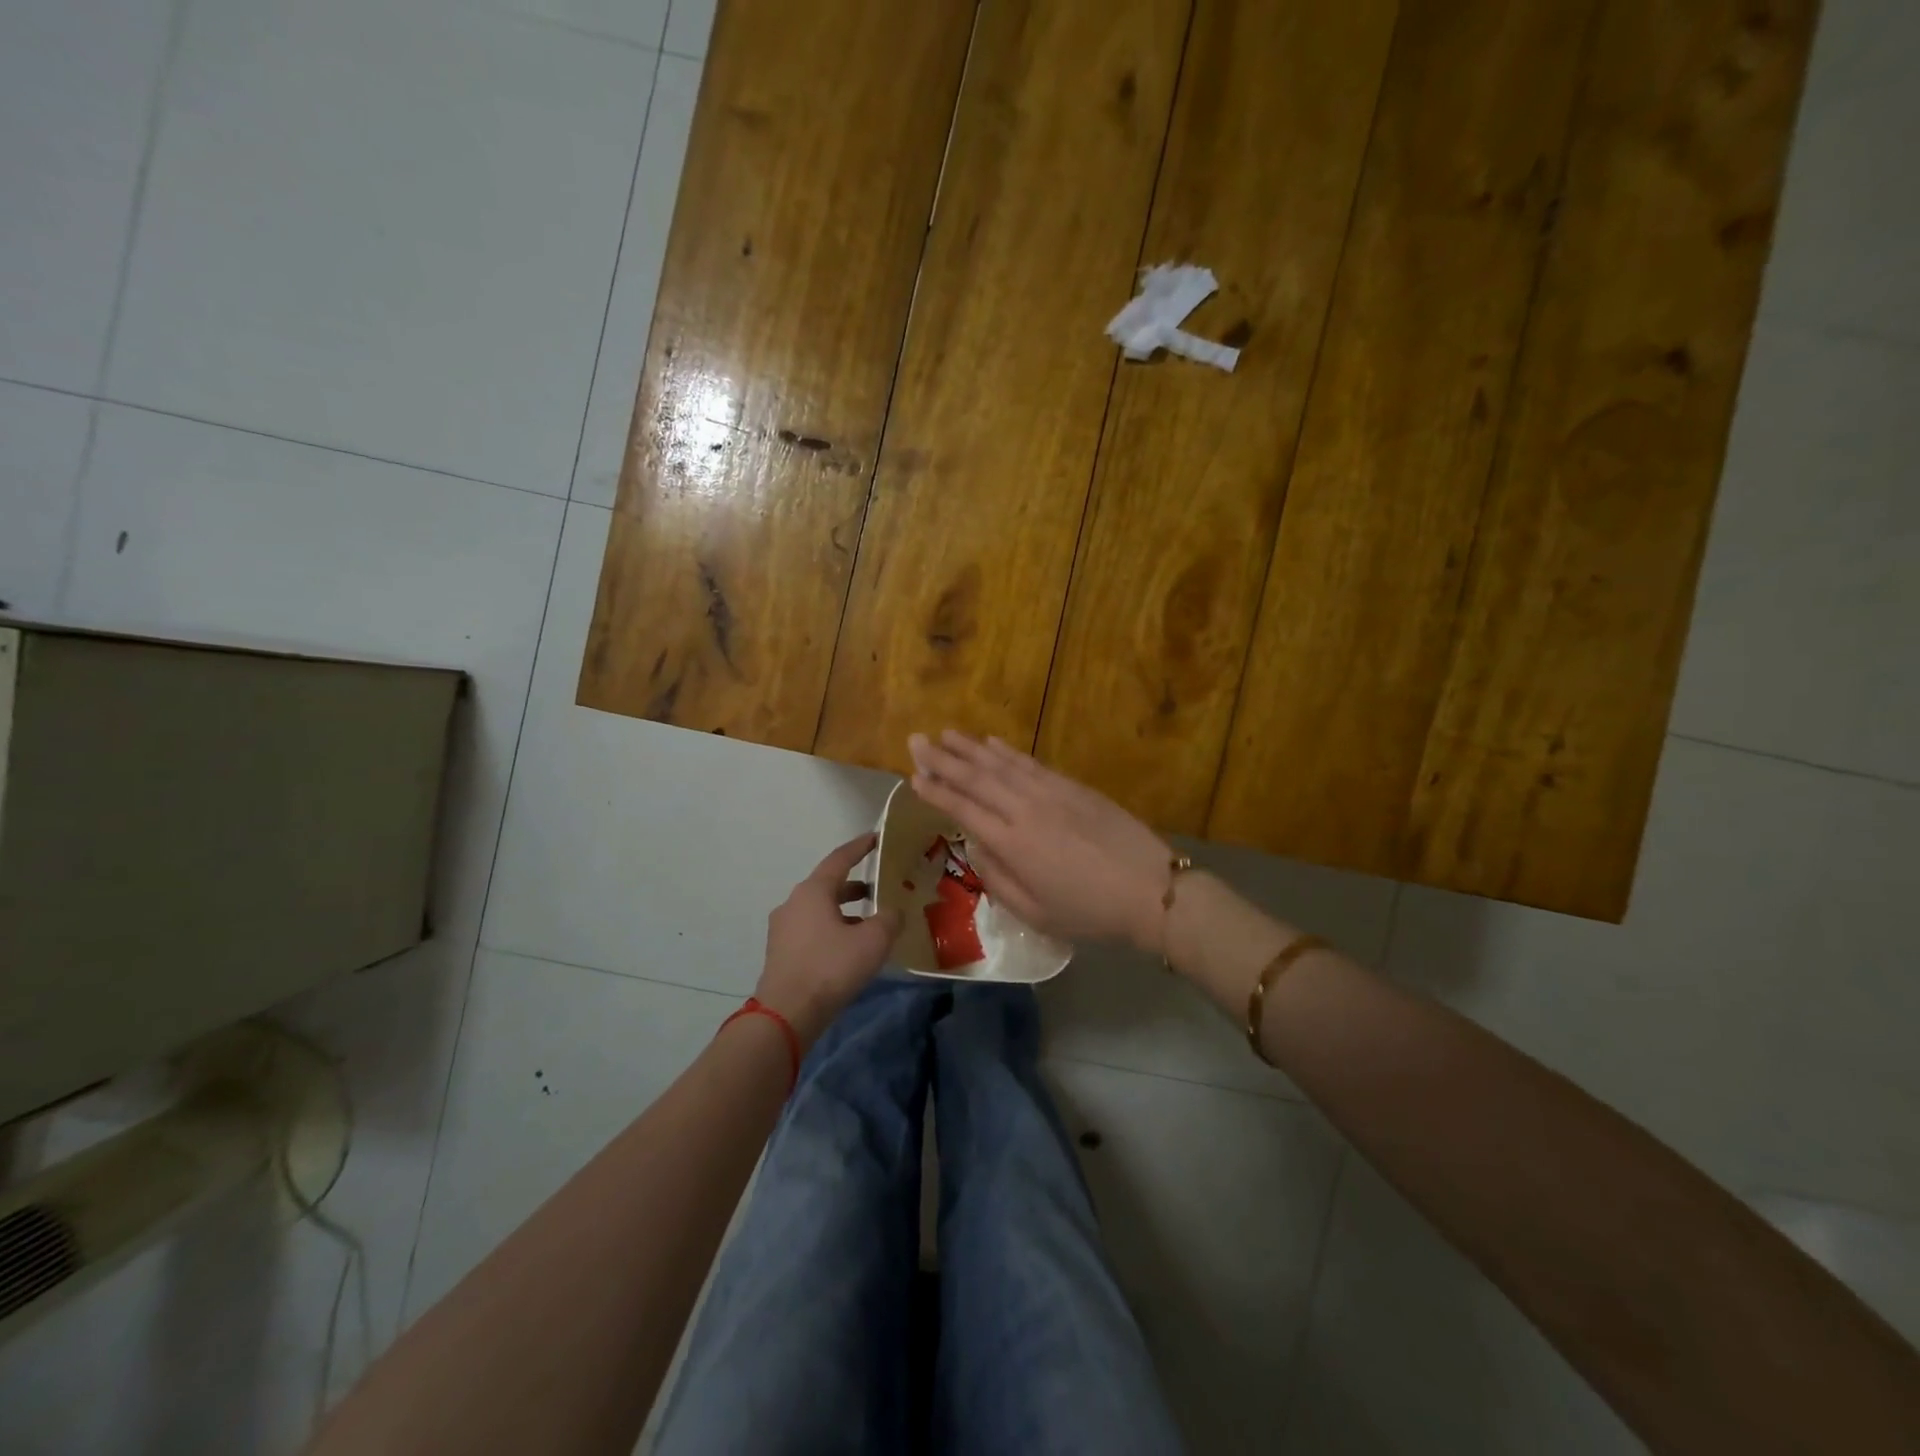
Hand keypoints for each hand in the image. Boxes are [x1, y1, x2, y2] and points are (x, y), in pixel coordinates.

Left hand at [754, 834, 901, 1048]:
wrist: (787, 1013)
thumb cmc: (831, 967)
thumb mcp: (873, 941)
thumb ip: (889, 919)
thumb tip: (894, 912)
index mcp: (813, 891)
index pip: (839, 859)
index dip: (860, 847)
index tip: (875, 838)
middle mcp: (793, 902)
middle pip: (828, 885)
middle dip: (854, 886)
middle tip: (878, 889)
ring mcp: (783, 928)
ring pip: (819, 909)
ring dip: (844, 911)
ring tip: (868, 923)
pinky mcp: (780, 952)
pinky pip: (811, 930)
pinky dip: (832, 929)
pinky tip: (848, 948)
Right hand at [908, 731, 1173, 952]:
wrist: (1151, 890)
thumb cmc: (1090, 912)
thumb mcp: (1036, 914)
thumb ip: (998, 880)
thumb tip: (976, 847)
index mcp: (1012, 844)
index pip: (963, 809)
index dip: (936, 791)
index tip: (913, 776)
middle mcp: (1025, 810)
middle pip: (976, 778)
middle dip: (942, 758)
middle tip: (916, 740)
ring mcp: (1050, 793)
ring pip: (1001, 764)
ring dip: (970, 748)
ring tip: (946, 733)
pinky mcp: (1073, 786)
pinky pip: (1032, 763)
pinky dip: (1008, 751)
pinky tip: (992, 742)